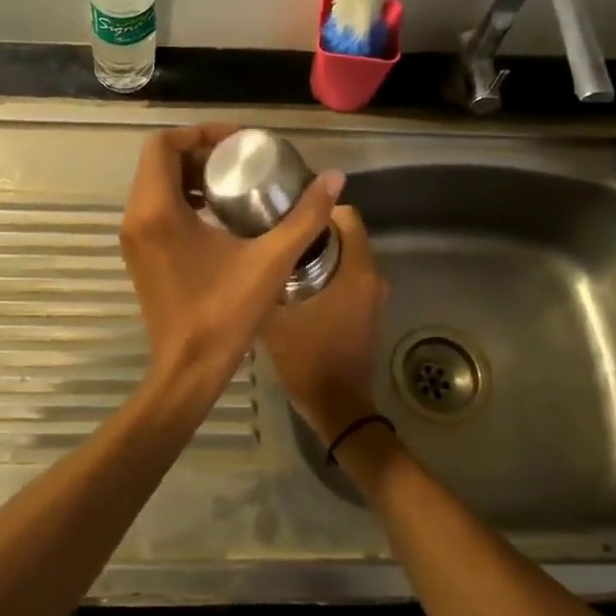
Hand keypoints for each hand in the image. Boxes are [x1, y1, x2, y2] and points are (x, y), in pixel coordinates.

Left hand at [119, 123, 343, 425]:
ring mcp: (133, 239)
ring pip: (155, 185)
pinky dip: (182, 199)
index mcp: (157, 210)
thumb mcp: (270, 261)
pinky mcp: (139, 256)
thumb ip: (304, 217)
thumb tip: (335, 178)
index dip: (201, 133)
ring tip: (235, 183)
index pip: (163, 144)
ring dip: (191, 176)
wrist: (187, 370)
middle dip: (200, 152)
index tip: (239, 141)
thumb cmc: (224, 314)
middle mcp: (136, 217)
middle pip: (159, 161)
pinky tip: (220, 216)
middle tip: (242, 160)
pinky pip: (155, 209)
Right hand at [258, 205, 389, 446]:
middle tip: (274, 230)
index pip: (348, 216)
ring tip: (279, 253)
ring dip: (318, 252)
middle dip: (313, 229)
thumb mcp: (273, 318)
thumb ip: (262, 283)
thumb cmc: (308, 358)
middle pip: (345, 235)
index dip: (318, 208)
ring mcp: (372, 297)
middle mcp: (371, 277)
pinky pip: (347, 277)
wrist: (338, 407)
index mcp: (356, 270)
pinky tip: (293, 281)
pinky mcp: (366, 312)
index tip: (287, 209)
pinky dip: (326, 272)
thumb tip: (243, 257)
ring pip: (345, 257)